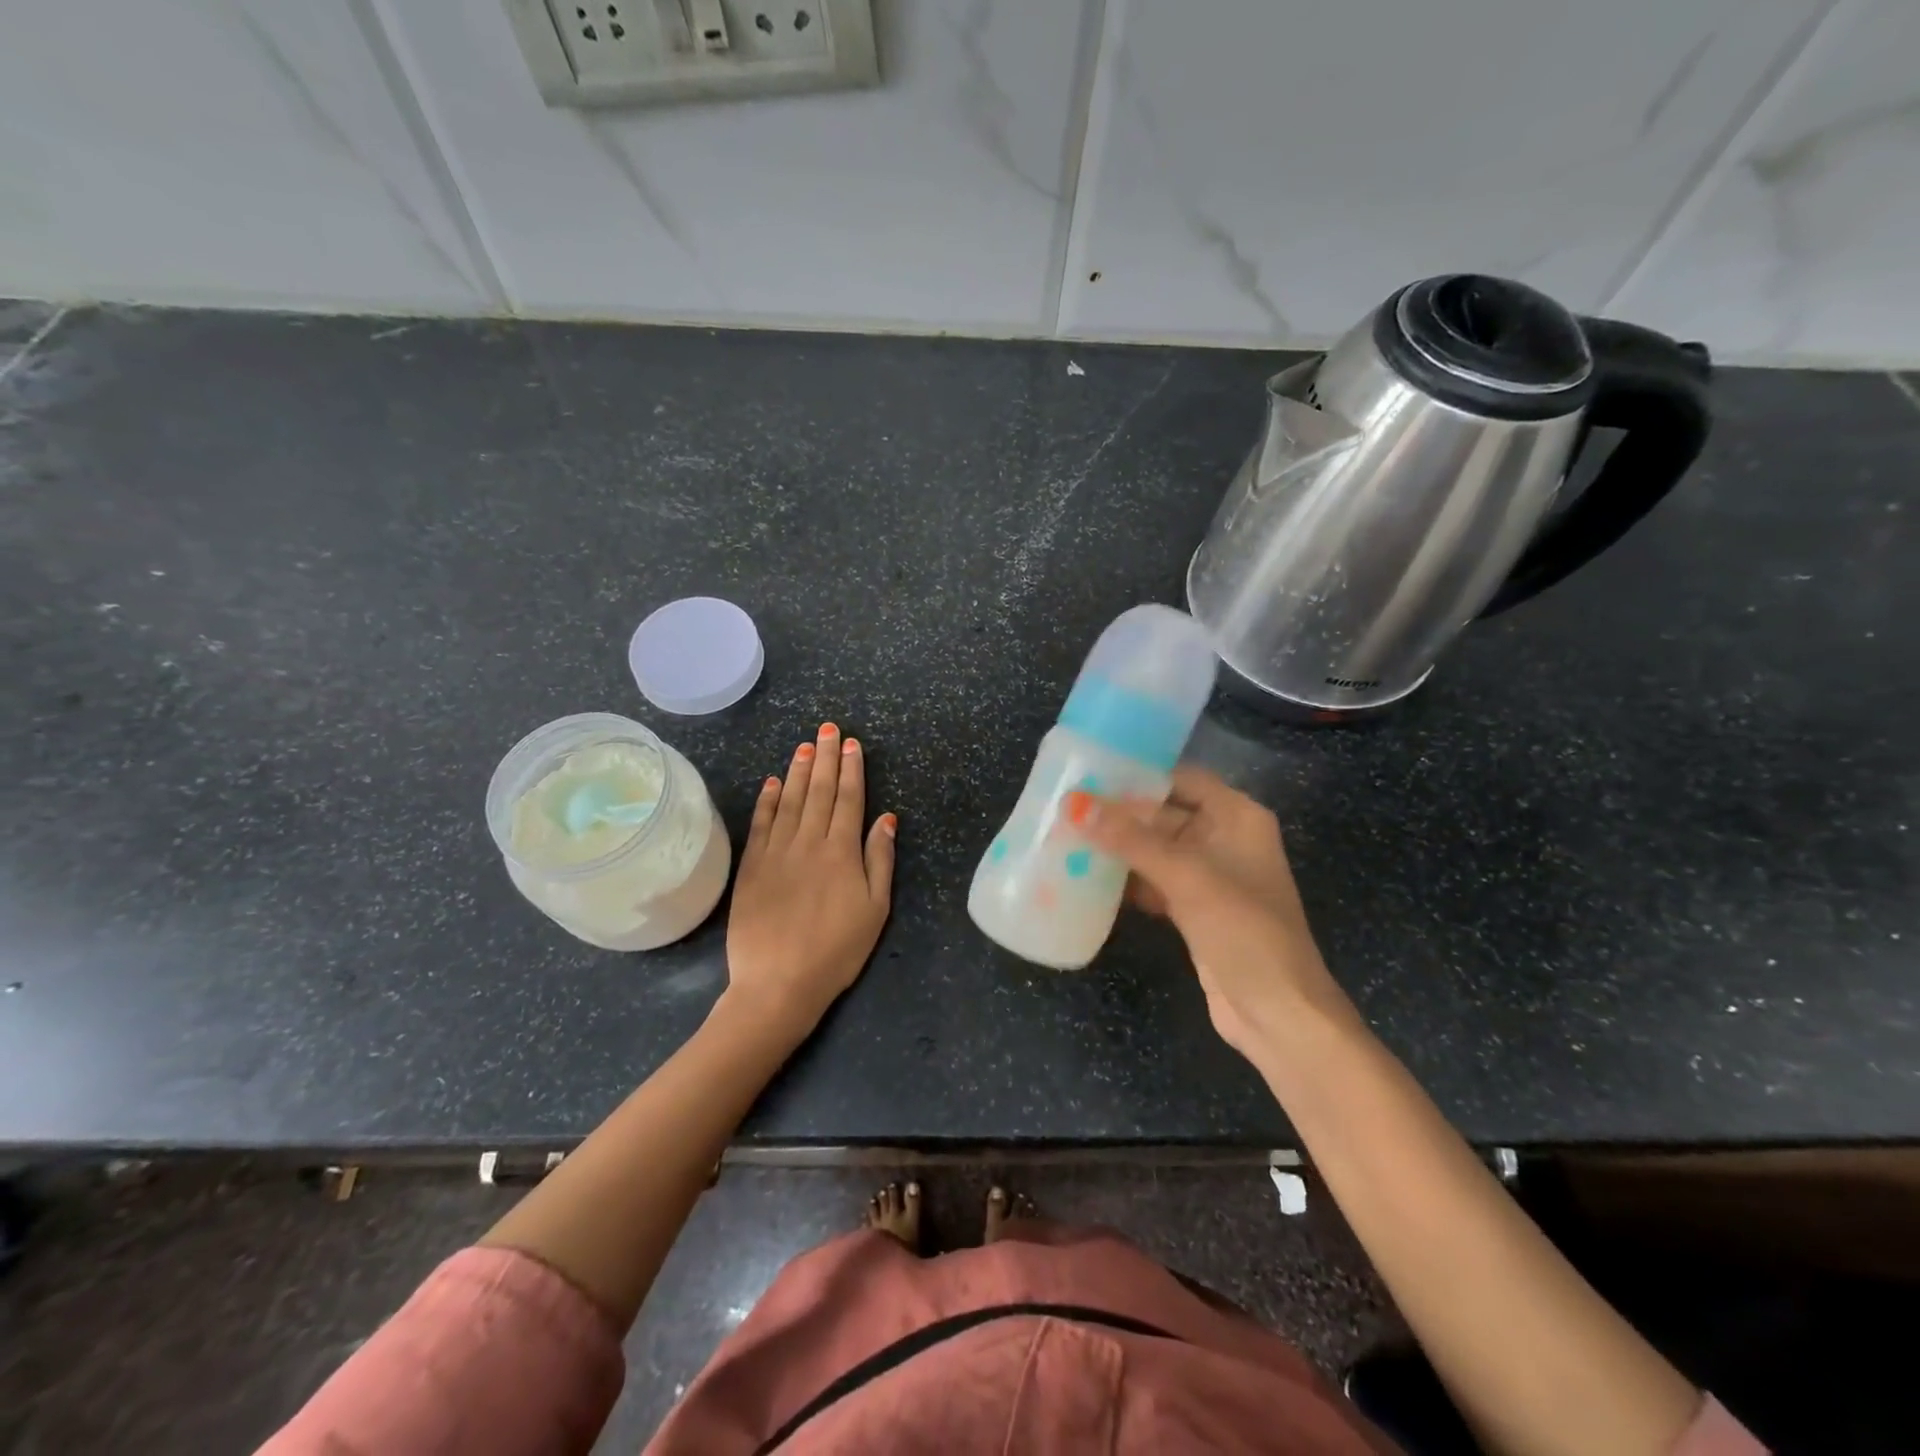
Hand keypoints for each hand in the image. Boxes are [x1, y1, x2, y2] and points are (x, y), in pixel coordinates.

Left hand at [726, 722, 894, 1035]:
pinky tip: (772, 782)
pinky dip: (767, 800)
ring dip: (798, 770)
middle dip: (826, 757)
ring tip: (805, 745)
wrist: (778, 983)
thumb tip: (886, 818)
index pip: (849, 799)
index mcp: (842, 852)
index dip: (851, 769)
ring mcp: (776, 852)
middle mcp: (809, 842)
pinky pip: (761, 824)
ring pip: (790, 800)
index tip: (852, 743)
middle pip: (819, 791)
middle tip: (828, 728)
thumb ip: (880, 860)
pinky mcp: (752, 867)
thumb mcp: (875, 910)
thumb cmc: (837, 951)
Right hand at [1070, 767, 1349, 1064]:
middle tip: (1066, 806)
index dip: (1140, 773)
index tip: (1090, 771)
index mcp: (1237, 817)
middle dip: (1119, 813)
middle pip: (1163, 813)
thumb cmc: (1244, 932)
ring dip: (1117, 848)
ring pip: (1154, 849)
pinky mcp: (1193, 909)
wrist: (1277, 1014)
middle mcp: (1223, 839)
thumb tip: (1076, 805)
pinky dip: (1125, 880)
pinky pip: (1152, 881)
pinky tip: (1087, 878)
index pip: (1182, 778)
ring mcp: (1208, 877)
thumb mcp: (1188, 878)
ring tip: (1065, 836)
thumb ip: (1131, 839)